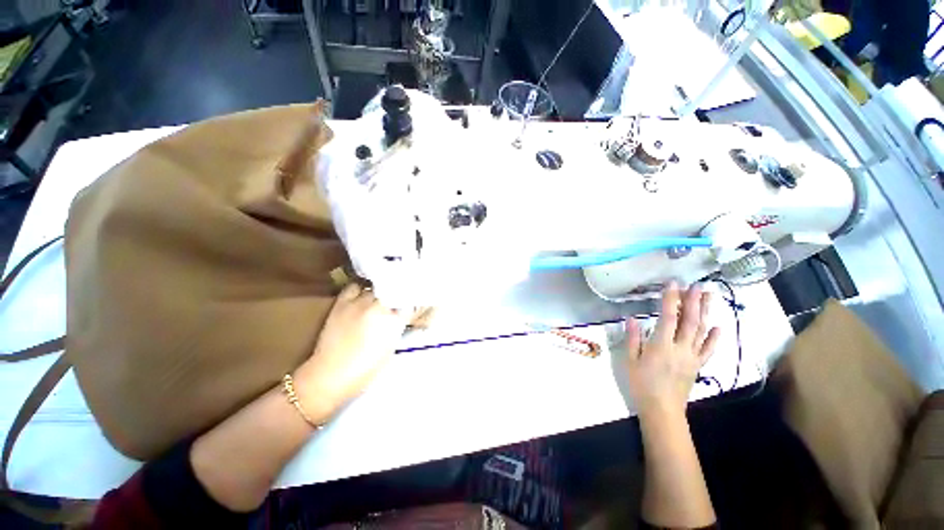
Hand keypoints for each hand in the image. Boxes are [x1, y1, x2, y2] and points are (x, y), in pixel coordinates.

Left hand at [294, 284, 410, 421]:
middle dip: (402, 296)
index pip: (413, 304)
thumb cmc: (365, 370)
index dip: (417, 304)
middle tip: (401, 301)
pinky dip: (362, 289)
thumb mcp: (391, 348)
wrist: (329, 376)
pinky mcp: (342, 302)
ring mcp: (359, 302)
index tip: (419, 305)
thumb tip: (405, 316)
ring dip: (383, 293)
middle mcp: (378, 306)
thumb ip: (399, 327)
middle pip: (396, 292)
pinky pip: (356, 286)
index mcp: (393, 321)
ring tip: (384, 297)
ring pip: (378, 288)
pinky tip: (364, 294)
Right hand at [625, 282, 720, 417]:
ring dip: (706, 313)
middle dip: (693, 302)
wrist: (662, 410)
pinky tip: (719, 327)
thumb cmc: (641, 384)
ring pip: (701, 331)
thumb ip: (633, 338)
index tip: (672, 284)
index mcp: (661, 346)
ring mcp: (692, 357)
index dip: (671, 299)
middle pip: (690, 321)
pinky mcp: (698, 365)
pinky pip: (708, 350)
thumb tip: (632, 318)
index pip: (668, 317)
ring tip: (709, 296)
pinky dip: (714, 338)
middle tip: (696, 285)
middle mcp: (680, 348)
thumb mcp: (630, 360)